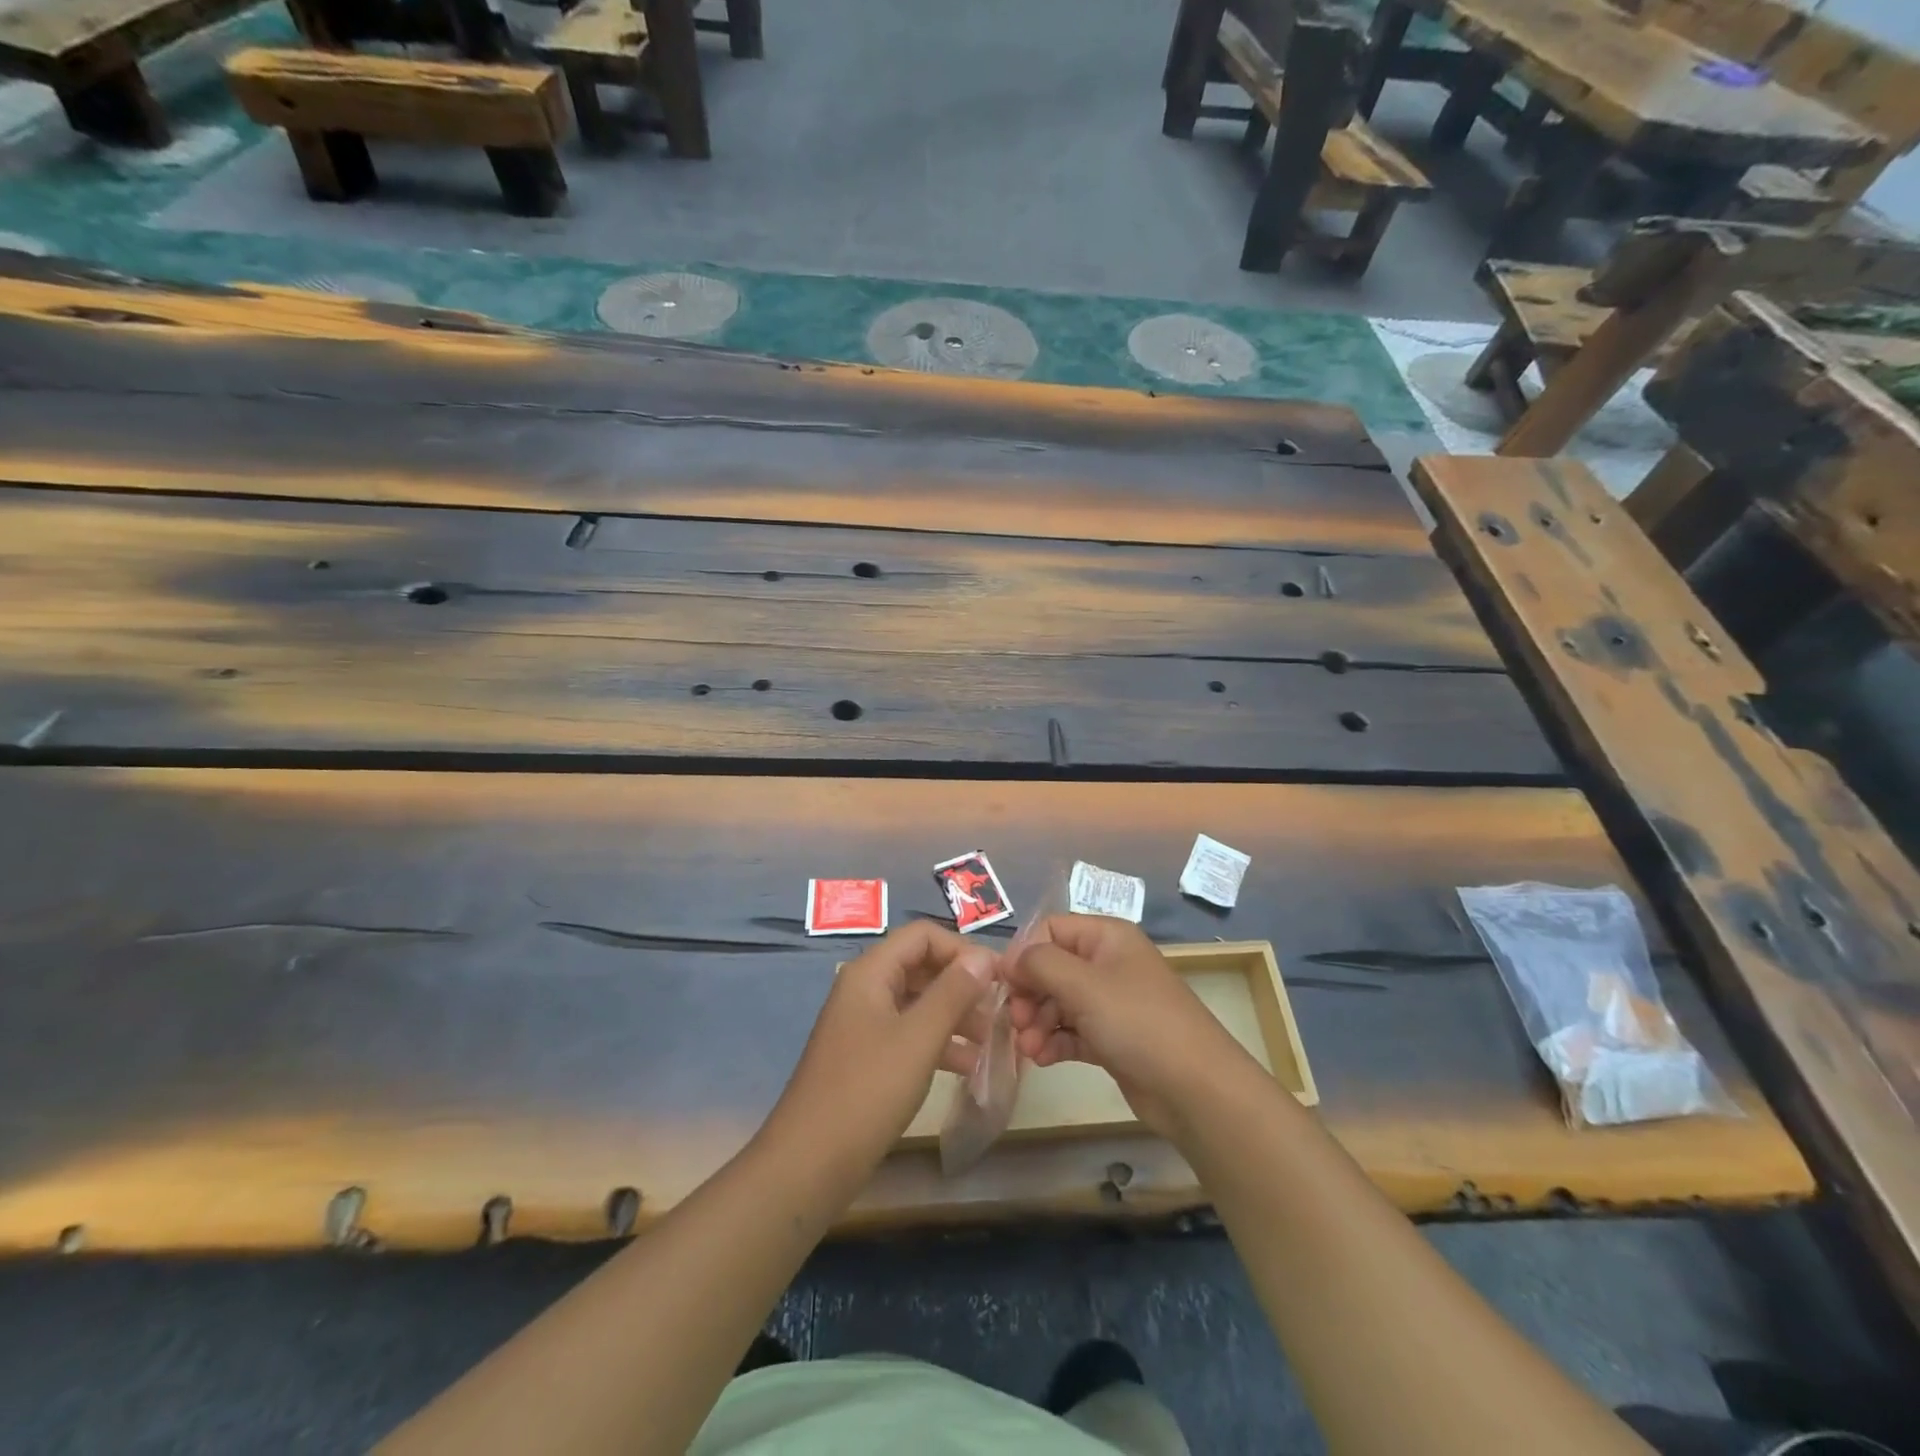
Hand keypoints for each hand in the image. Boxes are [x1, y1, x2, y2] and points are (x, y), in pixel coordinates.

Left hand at [760, 921, 996, 1192]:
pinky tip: (970, 1067)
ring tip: (992, 1040)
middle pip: (921, 967)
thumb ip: (954, 992)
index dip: (962, 949)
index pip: (923, 936)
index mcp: (871, 973)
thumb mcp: (919, 1038)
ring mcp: (864, 1025)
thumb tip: (984, 957)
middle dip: (962, 985)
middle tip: (1001, 1010)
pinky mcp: (867, 1058)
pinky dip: (939, 1043)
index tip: (999, 977)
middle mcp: (865, 989)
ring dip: (956, 1015)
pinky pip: (910, 1035)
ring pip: (918, 1003)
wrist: (809, 1164)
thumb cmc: (867, 1091)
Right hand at [1006, 915, 1257, 1138]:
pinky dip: (1054, 1041)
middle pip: (1051, 967)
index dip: (1024, 953)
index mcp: (1107, 937)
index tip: (1006, 985)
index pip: (1050, 929)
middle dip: (1029, 993)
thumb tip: (1011, 960)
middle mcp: (1108, 963)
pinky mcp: (1112, 1038)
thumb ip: (1040, 963)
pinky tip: (1042, 1059)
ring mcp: (1111, 1002)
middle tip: (1017, 1022)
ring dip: (1037, 1022)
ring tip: (1029, 1049)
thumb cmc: (1138, 1023)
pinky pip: (1071, 1030)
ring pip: (1058, 1002)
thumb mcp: (1084, 985)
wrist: (1195, 1089)